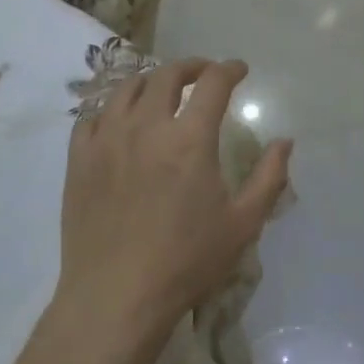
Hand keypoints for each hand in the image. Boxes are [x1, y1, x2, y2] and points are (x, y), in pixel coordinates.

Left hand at [58, 57, 291, 337]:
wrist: (115, 296)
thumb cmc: (186, 261)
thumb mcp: (242, 224)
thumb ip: (269, 177)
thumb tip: (285, 142)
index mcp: (189, 138)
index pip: (212, 83)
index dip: (229, 69)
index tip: (238, 69)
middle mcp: (146, 126)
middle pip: (166, 75)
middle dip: (191, 66)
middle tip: (203, 73)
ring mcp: (106, 139)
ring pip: (126, 89)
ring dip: (150, 81)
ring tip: (161, 90)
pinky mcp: (79, 159)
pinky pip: (91, 117)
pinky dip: (111, 109)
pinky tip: (119, 121)